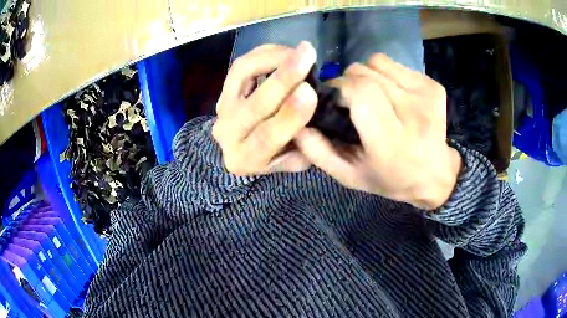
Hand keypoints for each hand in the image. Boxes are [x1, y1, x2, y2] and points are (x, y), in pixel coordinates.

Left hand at [212, 42, 317, 174]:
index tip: (310, 91)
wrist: (245, 147)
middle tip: (308, 55)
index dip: (289, 115)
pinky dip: (265, 54)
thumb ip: (305, 143)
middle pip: (253, 105)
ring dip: (273, 58)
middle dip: (283, 78)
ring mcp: (222, 109)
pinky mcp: (223, 89)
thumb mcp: (296, 160)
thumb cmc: (276, 155)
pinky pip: (241, 65)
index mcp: (246, 160)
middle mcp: (227, 134)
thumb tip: (314, 108)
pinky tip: (286, 52)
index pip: (266, 139)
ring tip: (301, 50)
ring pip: (242, 75)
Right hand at [294, 54, 461, 209]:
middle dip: (348, 81)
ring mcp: (426, 95)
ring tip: (372, 96)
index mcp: (390, 139)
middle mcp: (412, 113)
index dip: (339, 88)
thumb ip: (319, 152)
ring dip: (366, 75)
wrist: (435, 174)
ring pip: (378, 62)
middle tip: (351, 100)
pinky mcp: (434, 85)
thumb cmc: (391, 178)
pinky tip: (391, 94)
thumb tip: (296, 124)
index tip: (334, 99)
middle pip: (365, 73)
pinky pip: (395, 64)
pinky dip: (384, 73)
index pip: (358, 92)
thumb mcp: (350, 176)